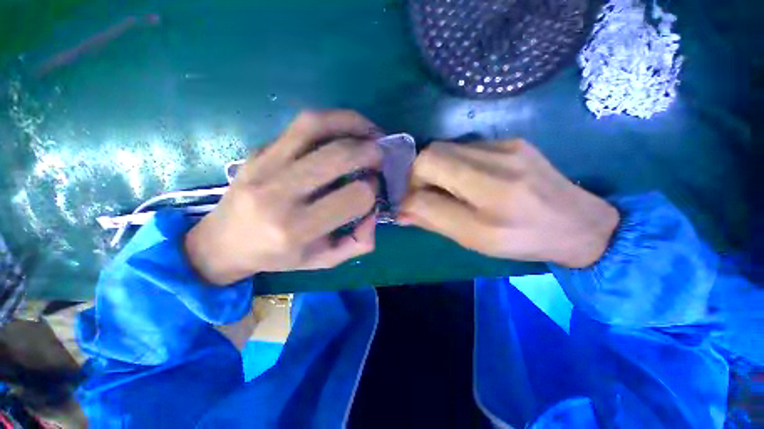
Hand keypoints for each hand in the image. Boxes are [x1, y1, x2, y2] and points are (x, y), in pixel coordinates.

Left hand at [185, 110, 382, 284]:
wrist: (224, 242)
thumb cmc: (278, 256)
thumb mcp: (323, 261)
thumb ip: (358, 243)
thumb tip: (374, 213)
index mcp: (296, 229)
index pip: (353, 197)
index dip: (371, 191)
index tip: (373, 190)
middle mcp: (279, 193)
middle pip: (338, 156)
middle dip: (370, 152)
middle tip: (381, 157)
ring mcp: (264, 165)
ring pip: (315, 126)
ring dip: (353, 123)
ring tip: (370, 132)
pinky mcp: (258, 150)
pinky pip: (300, 125)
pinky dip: (331, 121)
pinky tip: (345, 130)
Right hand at [400, 140, 618, 267]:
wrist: (579, 223)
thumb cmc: (524, 240)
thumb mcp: (475, 239)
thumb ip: (433, 220)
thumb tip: (401, 210)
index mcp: (491, 191)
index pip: (428, 167)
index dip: (411, 186)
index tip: (413, 203)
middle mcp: (498, 159)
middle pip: (433, 152)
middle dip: (420, 175)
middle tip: (428, 196)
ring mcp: (506, 144)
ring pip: (446, 148)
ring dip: (436, 169)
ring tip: (449, 190)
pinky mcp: (511, 141)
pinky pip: (465, 148)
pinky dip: (453, 164)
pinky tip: (468, 180)